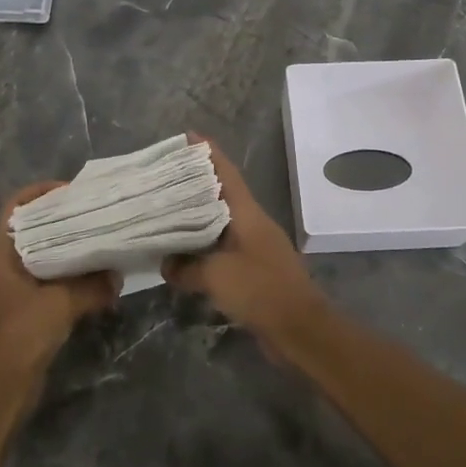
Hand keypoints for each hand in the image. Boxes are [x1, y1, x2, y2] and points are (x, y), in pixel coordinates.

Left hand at [0, 182, 118, 391]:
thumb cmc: (20, 336)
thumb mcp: (61, 304)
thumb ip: (91, 286)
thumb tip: (117, 274)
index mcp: (0, 254)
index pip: (15, 207)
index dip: (40, 192)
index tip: (72, 190)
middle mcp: (1, 266)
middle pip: (31, 229)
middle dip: (60, 219)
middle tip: (93, 213)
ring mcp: (10, 289)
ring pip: (40, 256)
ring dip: (66, 249)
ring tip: (98, 239)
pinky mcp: (22, 310)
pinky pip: (47, 280)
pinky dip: (67, 275)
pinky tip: (93, 277)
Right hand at [162, 136, 325, 340]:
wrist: (300, 330)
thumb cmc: (261, 290)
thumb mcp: (216, 276)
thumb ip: (187, 267)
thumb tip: (165, 263)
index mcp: (247, 214)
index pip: (226, 173)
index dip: (209, 153)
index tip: (189, 136)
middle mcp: (253, 224)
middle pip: (222, 195)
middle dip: (196, 183)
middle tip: (165, 176)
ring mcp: (256, 247)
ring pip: (221, 223)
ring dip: (198, 217)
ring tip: (168, 212)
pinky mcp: (255, 271)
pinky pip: (223, 250)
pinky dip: (204, 247)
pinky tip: (184, 255)